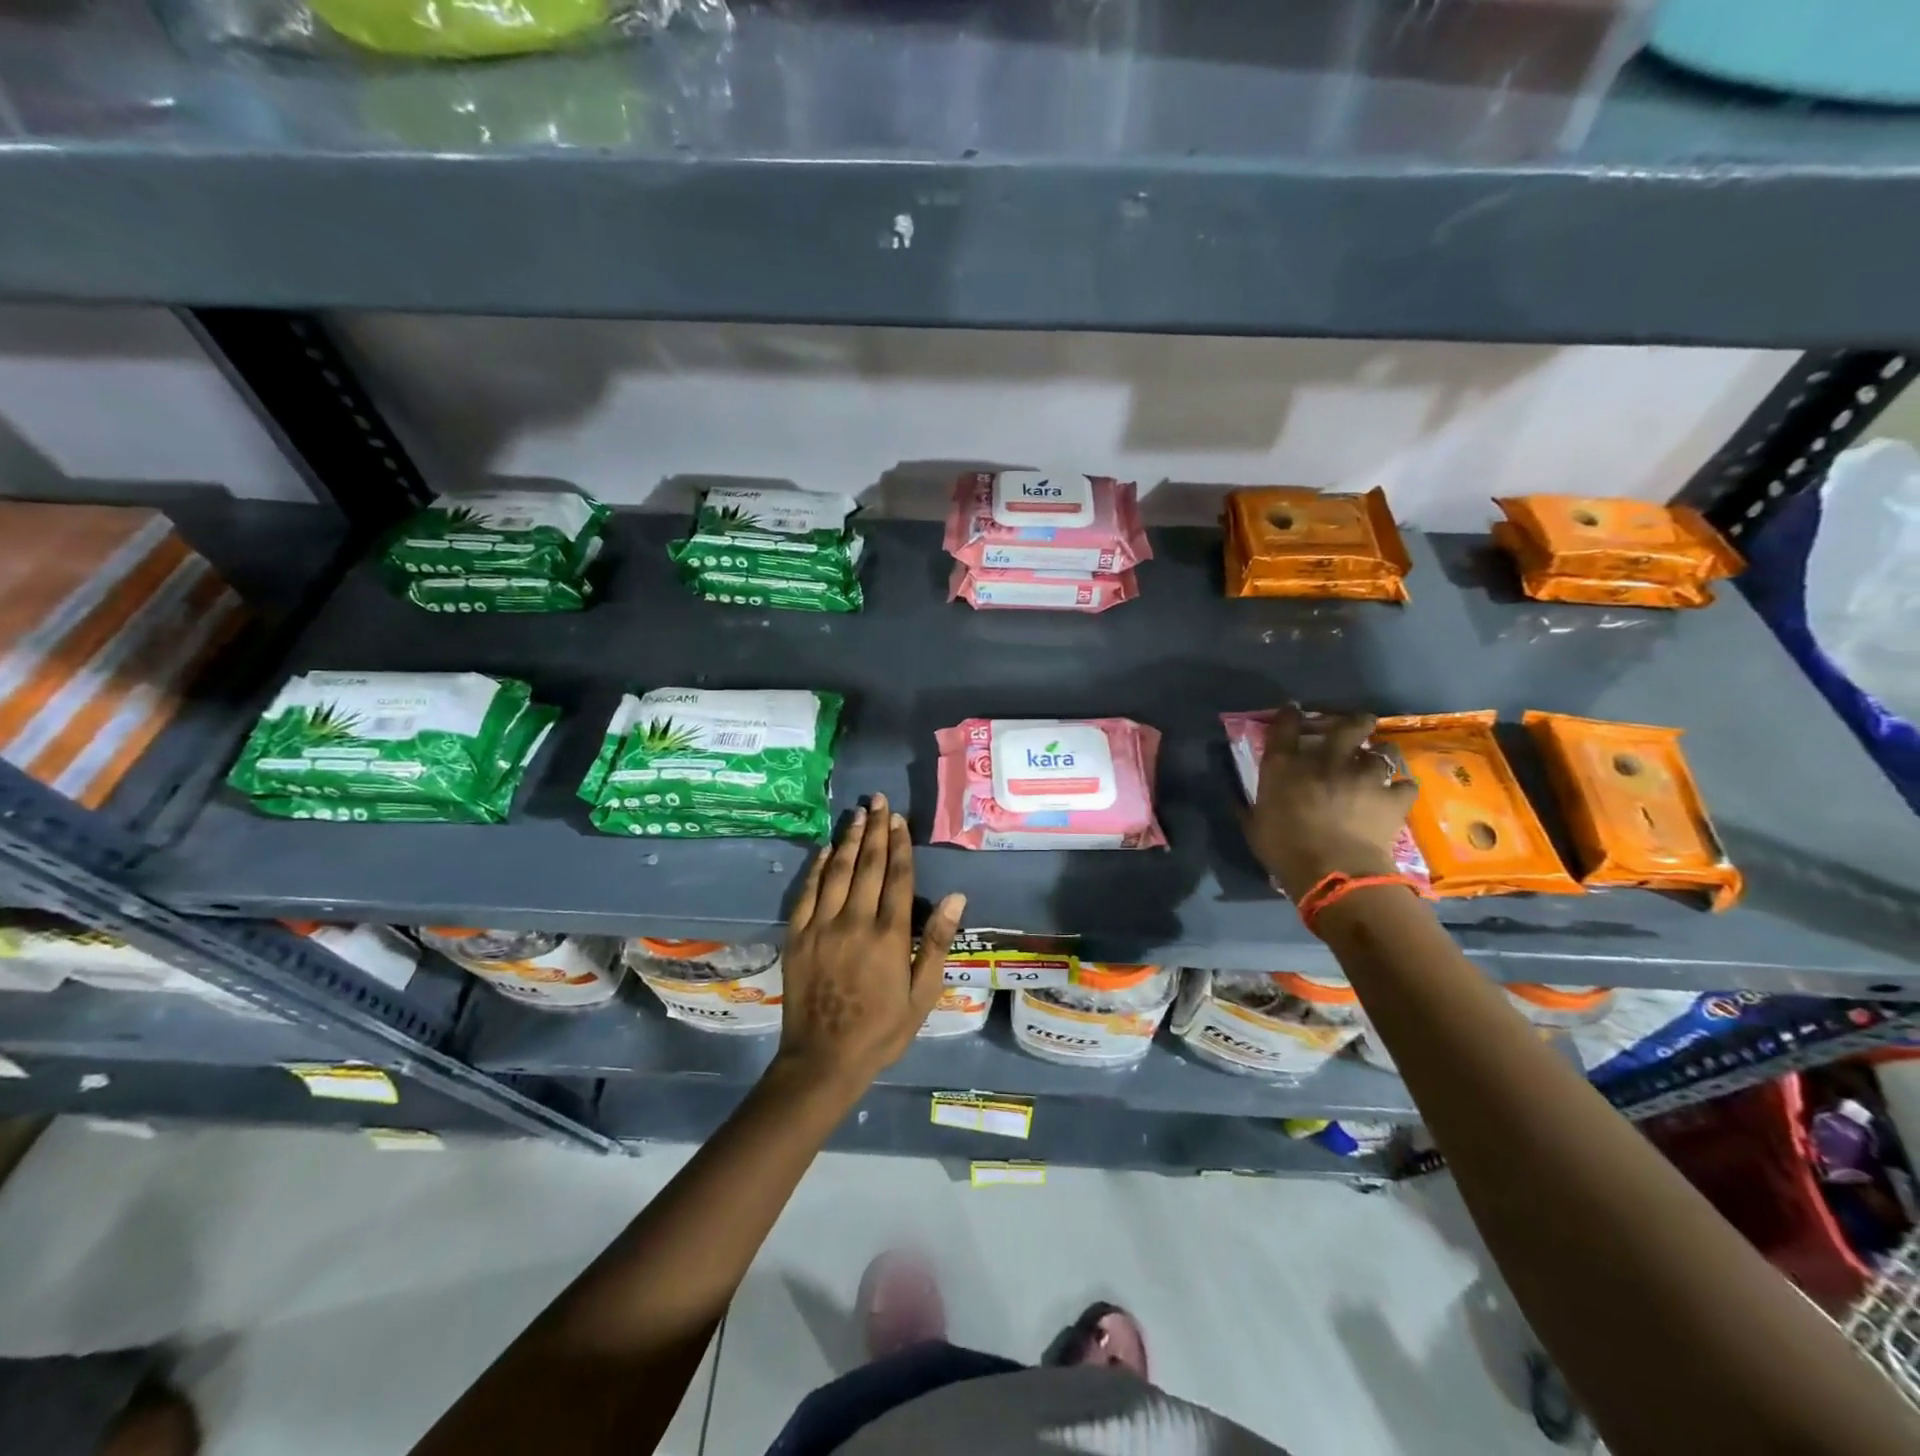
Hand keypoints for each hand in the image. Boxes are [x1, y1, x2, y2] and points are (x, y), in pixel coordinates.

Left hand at [776, 793, 966, 1096]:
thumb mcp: (922, 994)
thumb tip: (956, 898)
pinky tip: (825, 849)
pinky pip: (807, 892)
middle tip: (878, 801)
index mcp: (889, 936)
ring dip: (848, 839)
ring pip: (837, 871)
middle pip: (867, 865)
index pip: (897, 877)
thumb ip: (936, 943)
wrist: (823, 1060)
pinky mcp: (797, 936)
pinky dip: (817, 867)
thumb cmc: (881, 1030)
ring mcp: (821, 926)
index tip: (899, 819)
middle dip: (875, 830)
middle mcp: (855, 922)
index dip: (899, 845)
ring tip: (857, 813)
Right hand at [1243, 708, 1417, 900]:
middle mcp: (1327, 761)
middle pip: (1347, 725)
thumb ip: (1252, 807)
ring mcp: (1363, 776)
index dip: (1289, 714)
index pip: (1285, 727)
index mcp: (1285, 767)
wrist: (1332, 872)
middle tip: (1355, 729)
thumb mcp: (1255, 825)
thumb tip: (1243, 801)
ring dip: (1381, 755)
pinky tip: (1396, 794)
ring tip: (1380, 762)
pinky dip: (1400, 789)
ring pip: (1384, 751)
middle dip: (1354, 723)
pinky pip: (1404, 786)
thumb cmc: (1283, 849)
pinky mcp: (1391, 798)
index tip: (1293, 709)